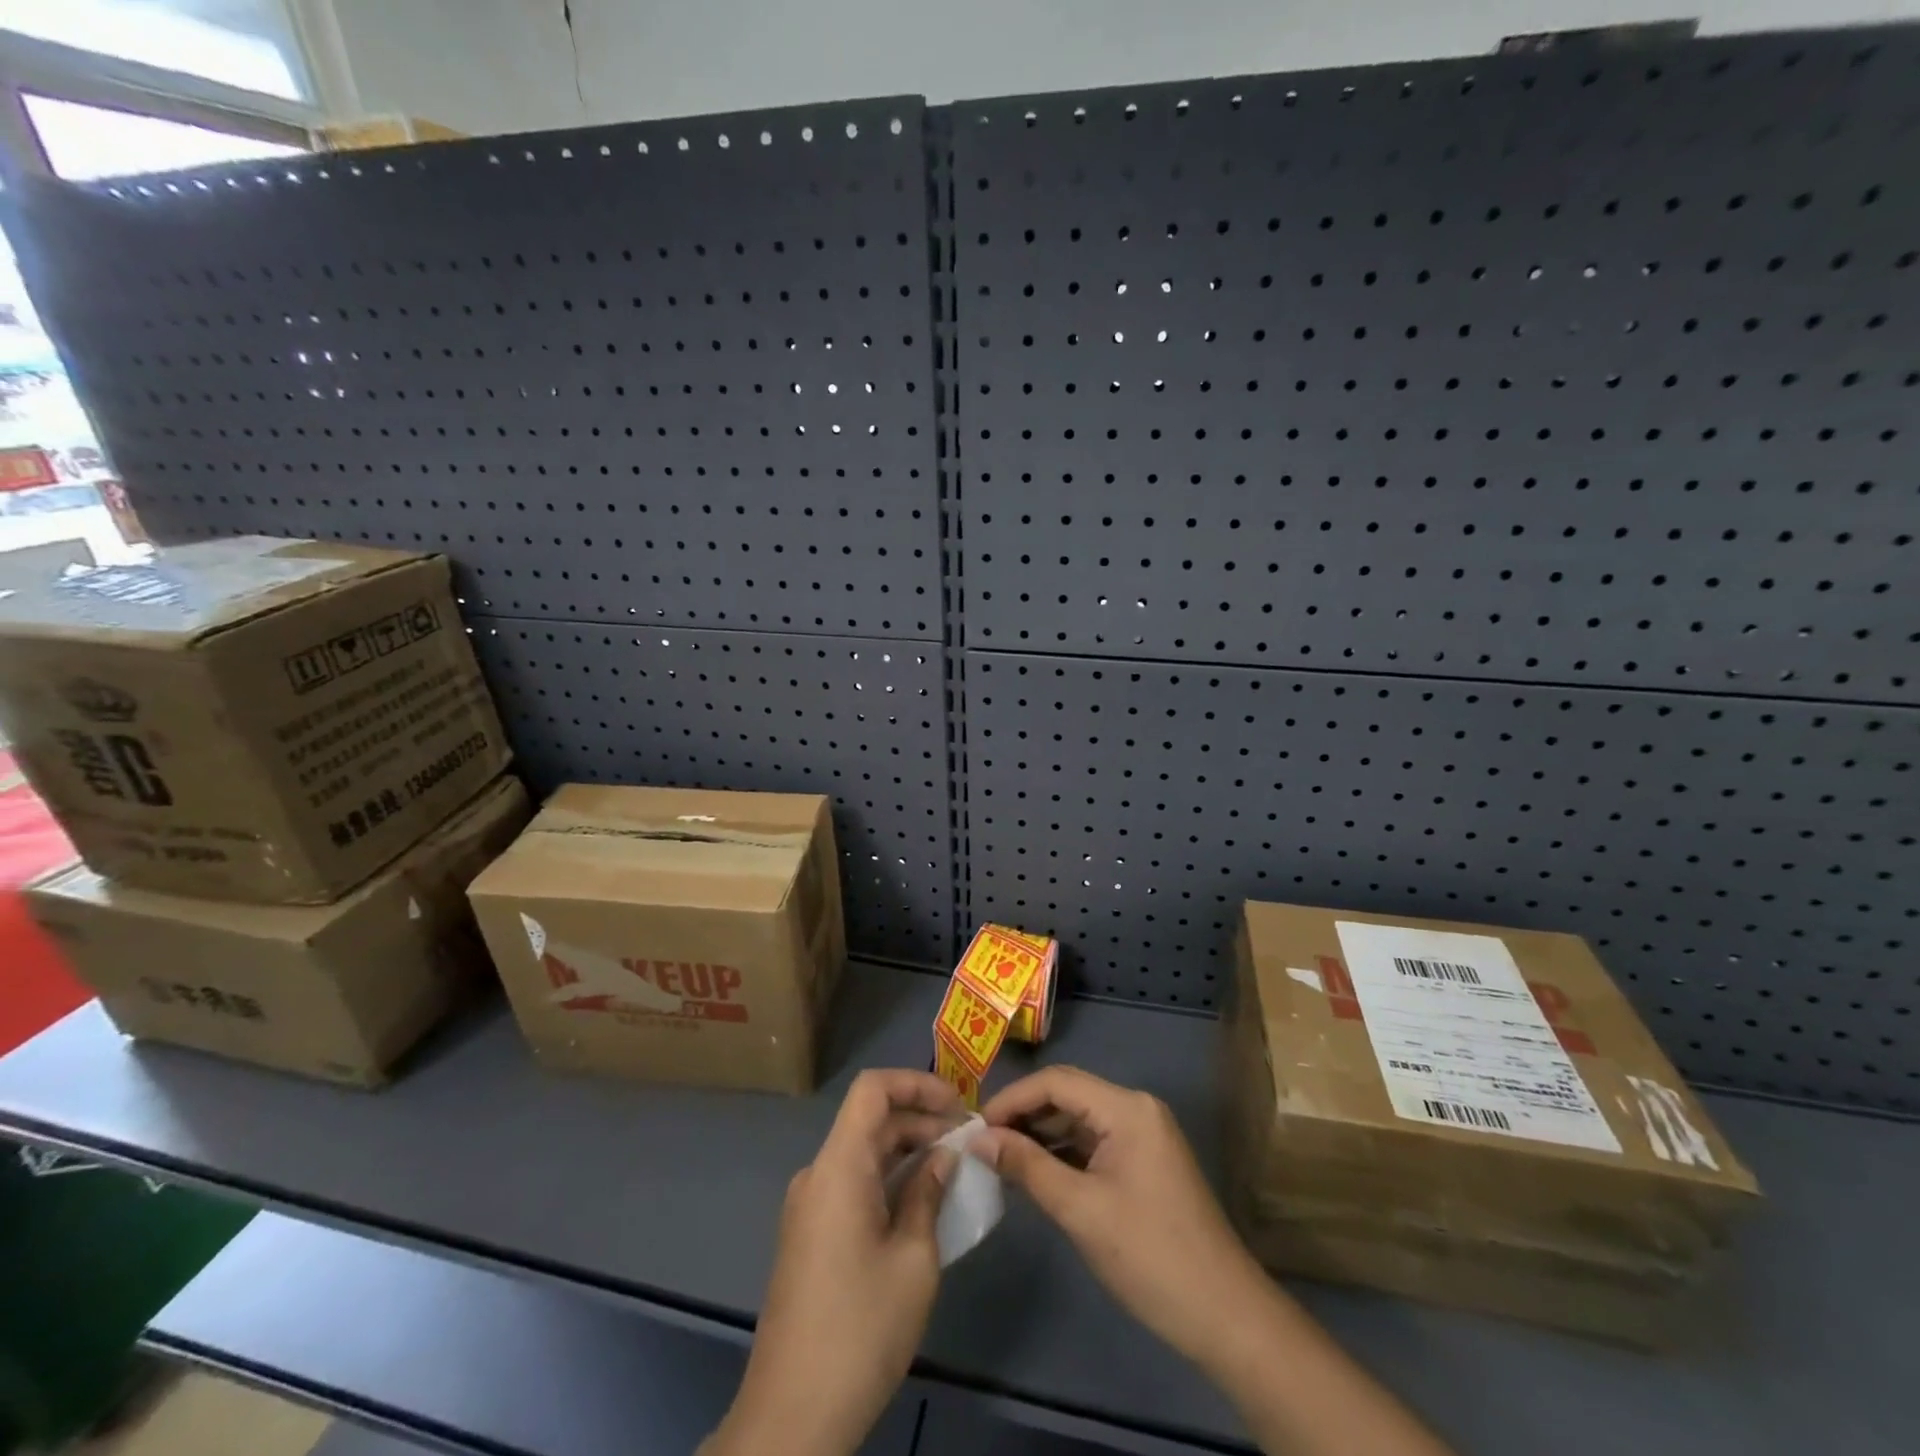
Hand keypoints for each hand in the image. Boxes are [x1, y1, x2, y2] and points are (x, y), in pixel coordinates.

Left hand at [705, 1069, 963, 1455]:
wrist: (791, 1416)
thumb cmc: (860, 1329)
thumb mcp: (914, 1259)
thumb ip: (928, 1194)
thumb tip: (943, 1157)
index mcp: (839, 1166)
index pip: (872, 1089)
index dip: (917, 1083)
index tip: (958, 1106)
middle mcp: (818, 1174)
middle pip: (870, 1121)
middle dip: (921, 1120)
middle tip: (967, 1143)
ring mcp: (809, 1206)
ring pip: (862, 1153)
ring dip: (907, 1151)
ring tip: (953, 1170)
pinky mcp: (810, 1235)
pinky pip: (852, 1184)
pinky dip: (888, 1179)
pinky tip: (921, 1205)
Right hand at [974, 1065, 1273, 1368]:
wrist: (1225, 1316)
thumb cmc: (1150, 1256)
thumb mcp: (1080, 1210)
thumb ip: (1028, 1166)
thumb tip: (978, 1138)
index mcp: (1127, 1108)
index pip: (1057, 1082)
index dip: (1013, 1098)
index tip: (975, 1126)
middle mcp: (1136, 1108)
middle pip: (1068, 1095)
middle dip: (1024, 1114)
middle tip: (982, 1141)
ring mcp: (1144, 1134)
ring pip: (1080, 1119)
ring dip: (1041, 1133)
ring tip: (999, 1156)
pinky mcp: (1144, 1161)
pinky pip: (1094, 1142)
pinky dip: (1063, 1152)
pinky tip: (1035, 1171)